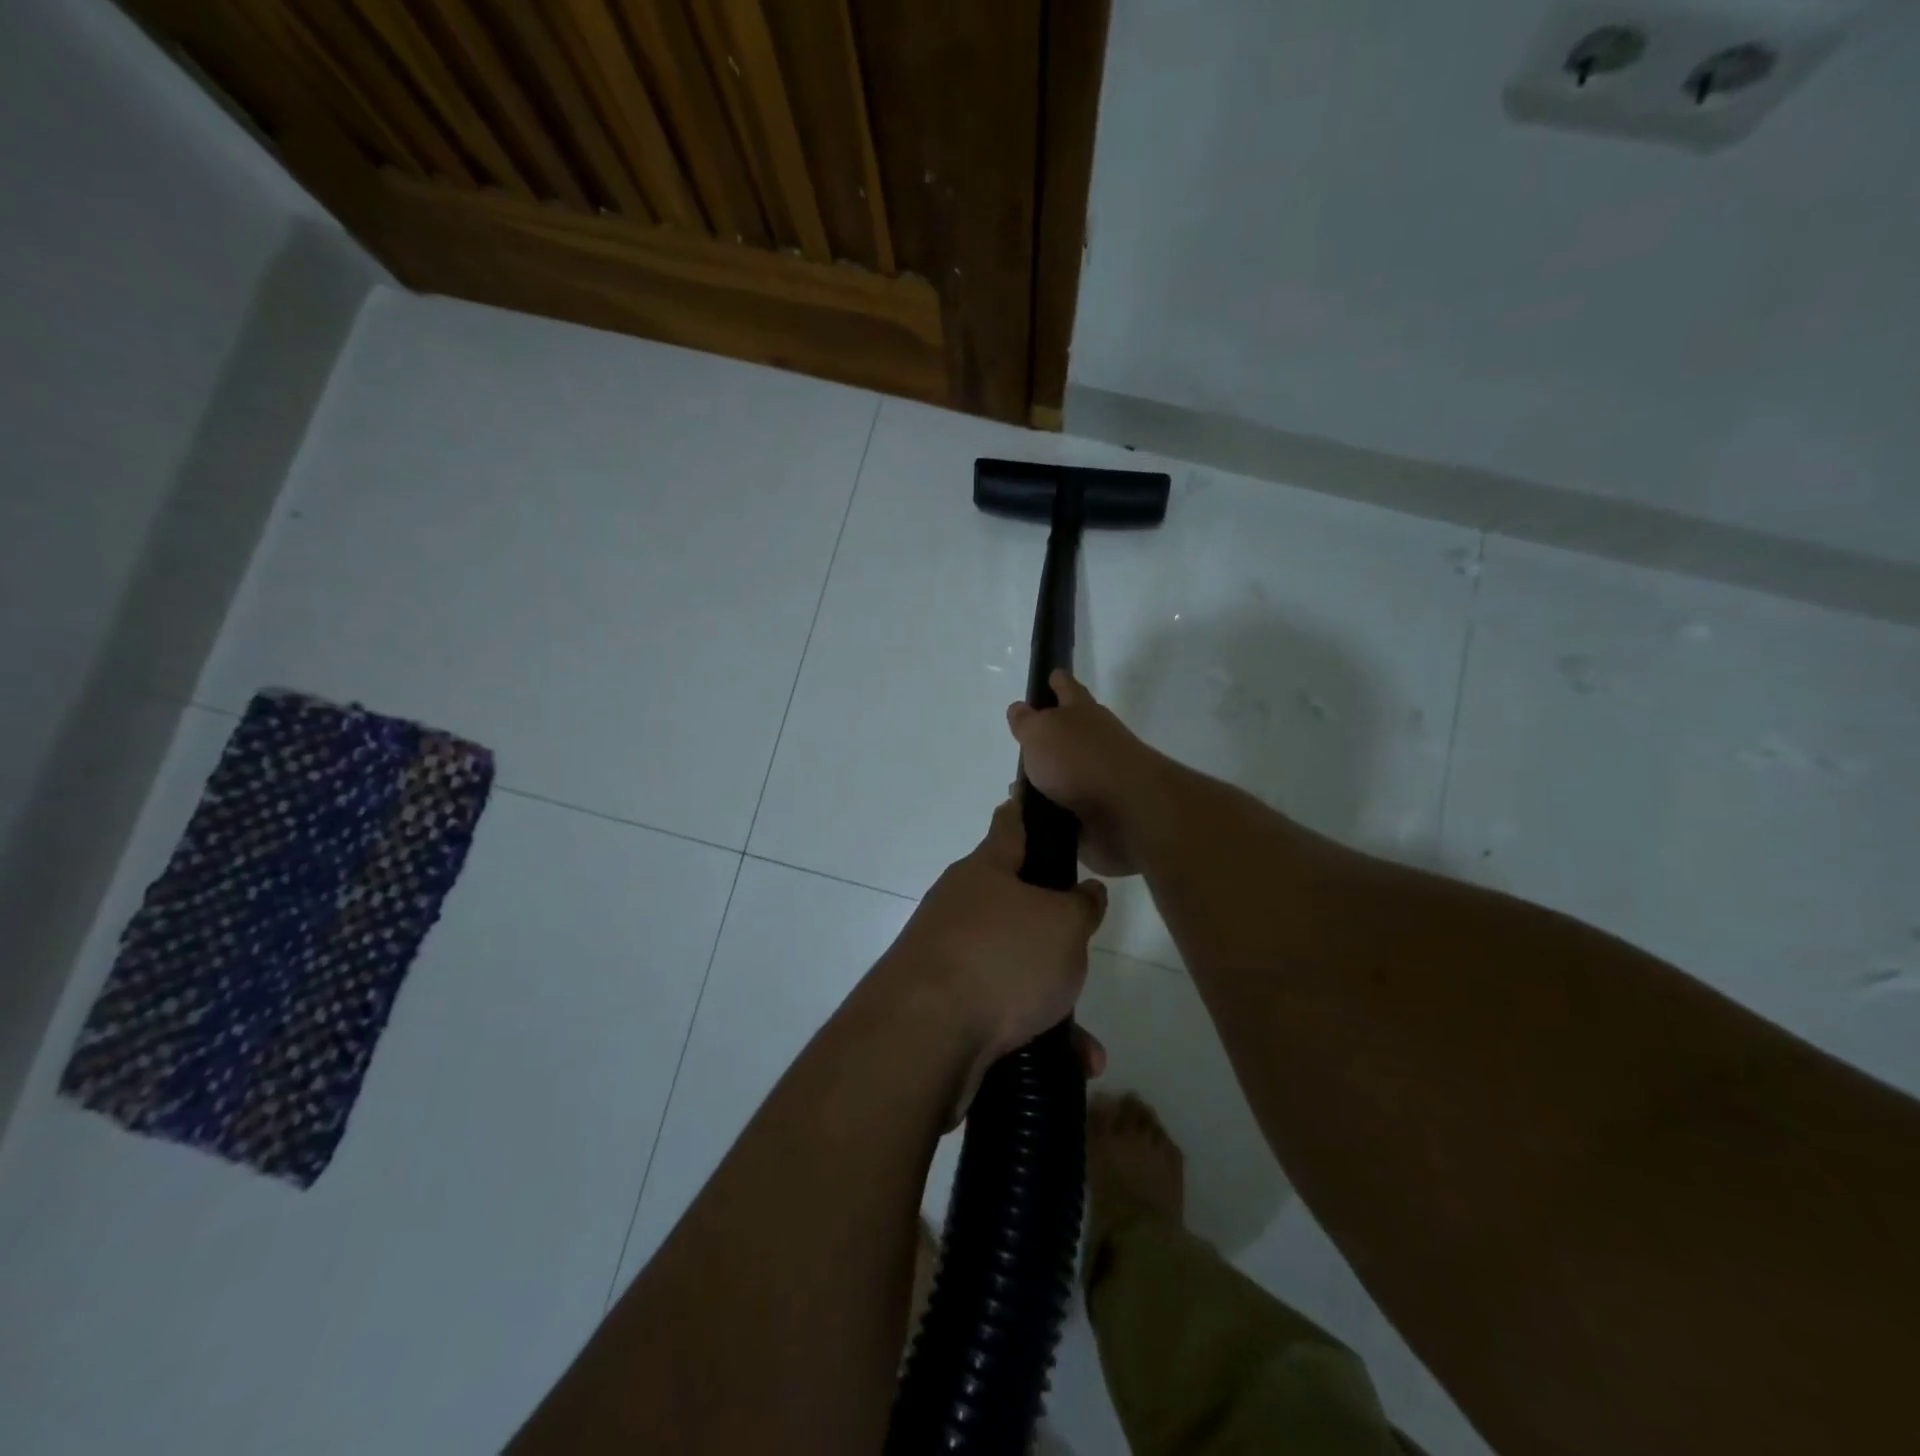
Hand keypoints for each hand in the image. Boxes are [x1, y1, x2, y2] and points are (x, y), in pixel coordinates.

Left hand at [877, 798, 1107, 1120]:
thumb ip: (1081, 905)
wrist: (923, 1035)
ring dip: (1050, 998)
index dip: (1023, 810)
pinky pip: (999, 1011)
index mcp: (985, 870)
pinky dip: (1033, 1033)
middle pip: (1012, 904)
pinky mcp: (941, 1005)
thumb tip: (1085, 892)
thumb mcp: (1063, 925)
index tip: (1027, 794)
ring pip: (1011, 967)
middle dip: (1049, 929)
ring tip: (1084, 1038)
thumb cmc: (1002, 957)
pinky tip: (1070, 1063)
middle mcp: (960, 905)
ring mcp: (946, 955)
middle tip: (1080, 945)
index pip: (1009, 825)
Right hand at [1007, 671, 1163, 876]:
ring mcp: (1099, 780)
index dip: (1057, 681)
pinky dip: (1050, 817)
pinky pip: (1066, 814)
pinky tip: (1029, 823)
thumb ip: (1027, 721)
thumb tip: (1020, 709)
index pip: (1066, 688)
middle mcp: (1094, 742)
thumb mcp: (1041, 732)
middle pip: (1068, 735)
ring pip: (1064, 778)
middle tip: (1021, 747)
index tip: (1050, 675)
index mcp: (1082, 713)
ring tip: (1017, 793)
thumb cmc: (1080, 760)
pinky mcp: (1098, 816)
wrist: (1127, 813)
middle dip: (1046, 740)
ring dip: (1044, 784)